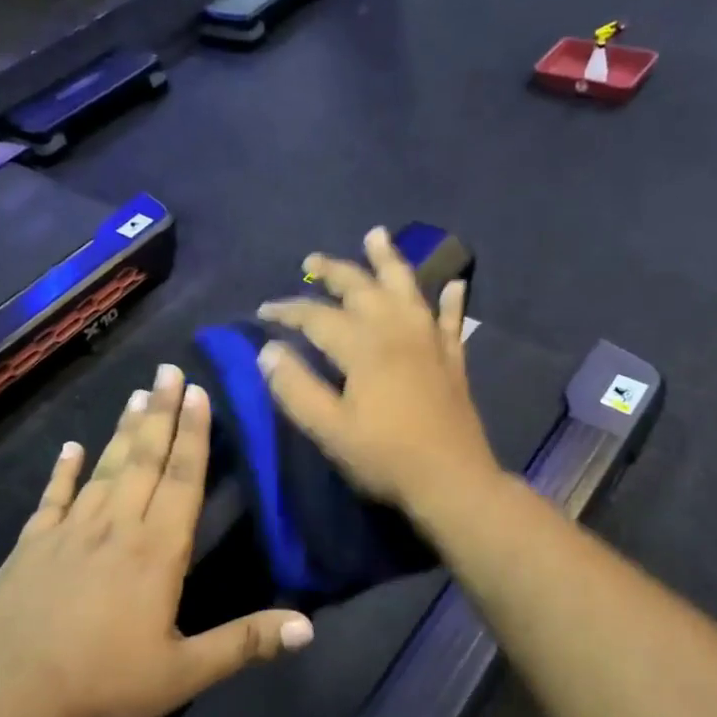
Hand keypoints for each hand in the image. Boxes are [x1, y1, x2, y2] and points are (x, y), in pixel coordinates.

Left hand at [0, 364, 313, 716]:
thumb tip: (308, 627)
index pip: (182, 480)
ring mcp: (68, 534)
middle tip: (169, 370)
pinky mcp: (29, 548)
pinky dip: (62, 472)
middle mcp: (115, 528)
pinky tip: (68, 448)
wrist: (2, 705)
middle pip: (143, 460)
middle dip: (162, 414)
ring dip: (122, 431)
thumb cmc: (101, 689)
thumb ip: (245, 643)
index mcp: (156, 552)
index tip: (198, 393)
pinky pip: (52, 499)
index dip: (194, 435)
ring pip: (103, 470)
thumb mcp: (183, 674)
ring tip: (138, 395)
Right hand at [255, 227, 502, 514]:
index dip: (288, 311)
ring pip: (407, 289)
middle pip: (361, 288)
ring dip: (389, 261)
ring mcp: (429, 342)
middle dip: (334, 271)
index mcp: (363, 347)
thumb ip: (296, 389)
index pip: (317, 317)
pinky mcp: (452, 359)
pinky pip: (451, 320)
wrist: (451, 480)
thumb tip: (269, 352)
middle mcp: (397, 331)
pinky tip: (453, 284)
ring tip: (376, 236)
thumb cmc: (385, 457)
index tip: (264, 311)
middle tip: (312, 260)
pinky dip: (450, 300)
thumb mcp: (329, 430)